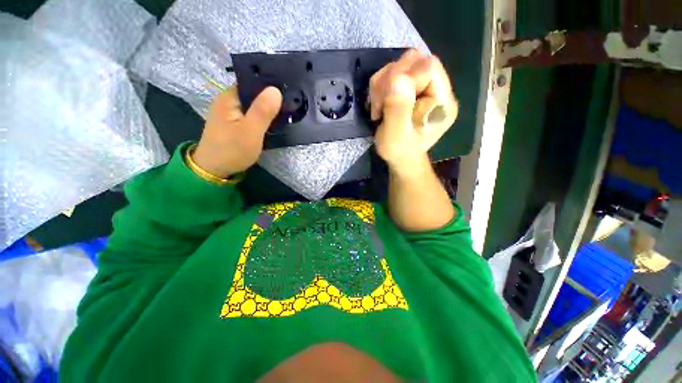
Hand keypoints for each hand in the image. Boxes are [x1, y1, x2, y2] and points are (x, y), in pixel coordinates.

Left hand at [192, 87, 281, 177]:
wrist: (215, 170)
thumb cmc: (232, 149)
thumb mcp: (251, 131)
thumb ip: (262, 111)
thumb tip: (276, 89)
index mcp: (229, 97)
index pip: (252, 82)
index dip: (270, 85)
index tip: (289, 91)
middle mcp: (228, 101)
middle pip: (254, 93)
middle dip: (271, 98)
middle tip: (291, 103)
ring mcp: (231, 113)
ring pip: (254, 105)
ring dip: (268, 109)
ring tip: (286, 111)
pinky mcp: (235, 123)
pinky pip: (252, 115)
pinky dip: (263, 117)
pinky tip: (273, 121)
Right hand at [370, 49, 458, 174]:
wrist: (402, 158)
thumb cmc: (399, 151)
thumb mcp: (395, 136)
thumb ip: (398, 109)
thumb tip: (397, 78)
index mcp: (442, 102)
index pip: (427, 67)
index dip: (402, 78)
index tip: (385, 103)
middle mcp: (439, 90)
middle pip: (415, 60)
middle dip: (390, 79)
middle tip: (379, 105)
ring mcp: (427, 88)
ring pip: (403, 64)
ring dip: (383, 83)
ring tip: (379, 107)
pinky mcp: (415, 88)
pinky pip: (396, 72)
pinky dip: (382, 85)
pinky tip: (380, 103)